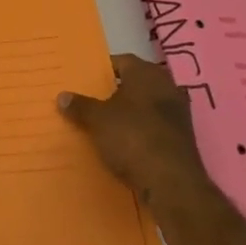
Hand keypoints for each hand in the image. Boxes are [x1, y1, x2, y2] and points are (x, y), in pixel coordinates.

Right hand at [60, 54, 212, 210]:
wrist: (172, 183)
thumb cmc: (132, 137)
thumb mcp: (97, 120)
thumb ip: (80, 106)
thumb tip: (62, 96)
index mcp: (146, 73)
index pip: (122, 61)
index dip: (103, 70)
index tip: (85, 81)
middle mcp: (166, 87)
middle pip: (136, 84)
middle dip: (116, 92)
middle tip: (92, 102)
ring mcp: (178, 114)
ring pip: (146, 107)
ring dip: (129, 114)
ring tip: (105, 125)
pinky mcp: (182, 140)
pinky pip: (155, 128)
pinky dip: (141, 132)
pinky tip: (125, 145)